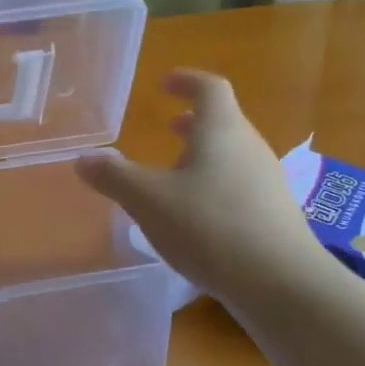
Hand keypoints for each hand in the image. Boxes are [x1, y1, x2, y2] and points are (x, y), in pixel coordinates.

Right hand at [75, 70, 330, 303]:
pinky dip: (215, 184)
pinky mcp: (273, 214)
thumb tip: (82, 158)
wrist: (281, 284)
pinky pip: (239, 184)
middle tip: (168, 128)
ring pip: (232, 155)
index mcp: (221, 131)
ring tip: (175, 174)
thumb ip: (114, 176)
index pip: (209, 88)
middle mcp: (249, 148)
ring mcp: (267, 182)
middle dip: (193, 122)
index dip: (186, 81)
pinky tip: (197, 216)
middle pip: (224, 121)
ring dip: (204, 155)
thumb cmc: (210, 227)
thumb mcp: (149, 201)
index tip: (164, 84)